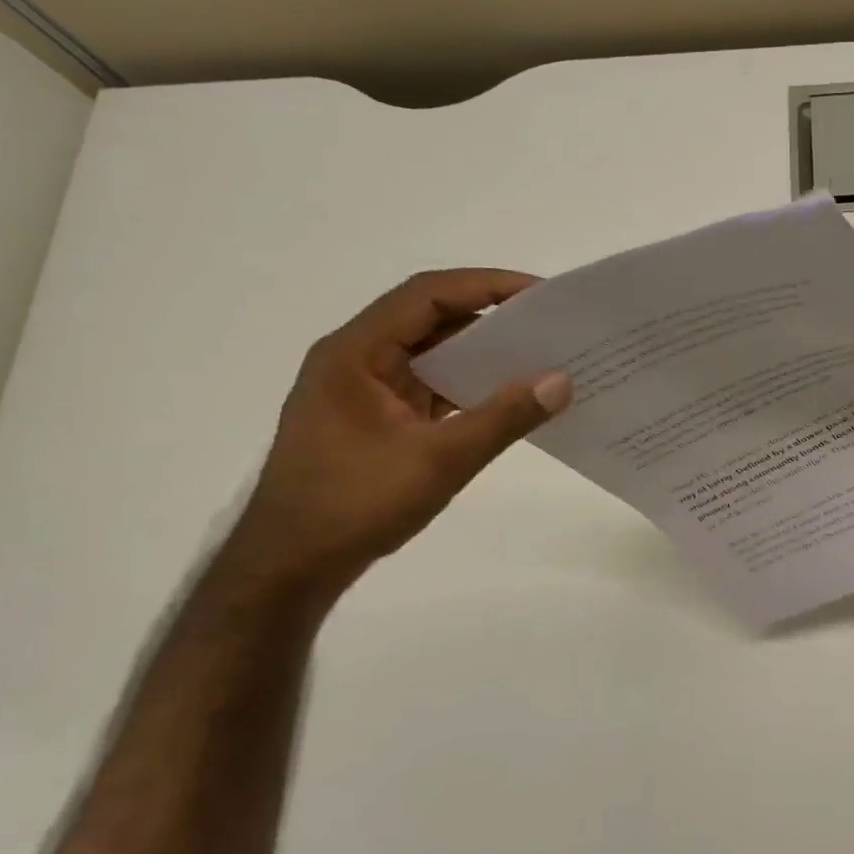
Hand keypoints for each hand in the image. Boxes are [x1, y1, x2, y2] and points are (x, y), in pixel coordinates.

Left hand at [228, 269, 571, 593]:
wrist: (291, 567)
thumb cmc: (355, 504)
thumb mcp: (440, 460)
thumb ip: (504, 417)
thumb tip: (562, 382)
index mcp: (356, 353)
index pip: (427, 295)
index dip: (486, 286)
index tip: (540, 295)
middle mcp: (357, 360)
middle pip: (430, 319)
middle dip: (490, 318)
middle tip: (549, 325)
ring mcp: (365, 391)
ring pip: (431, 355)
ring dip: (480, 354)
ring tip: (539, 357)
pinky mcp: (376, 420)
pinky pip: (430, 387)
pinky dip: (468, 387)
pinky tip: (507, 398)